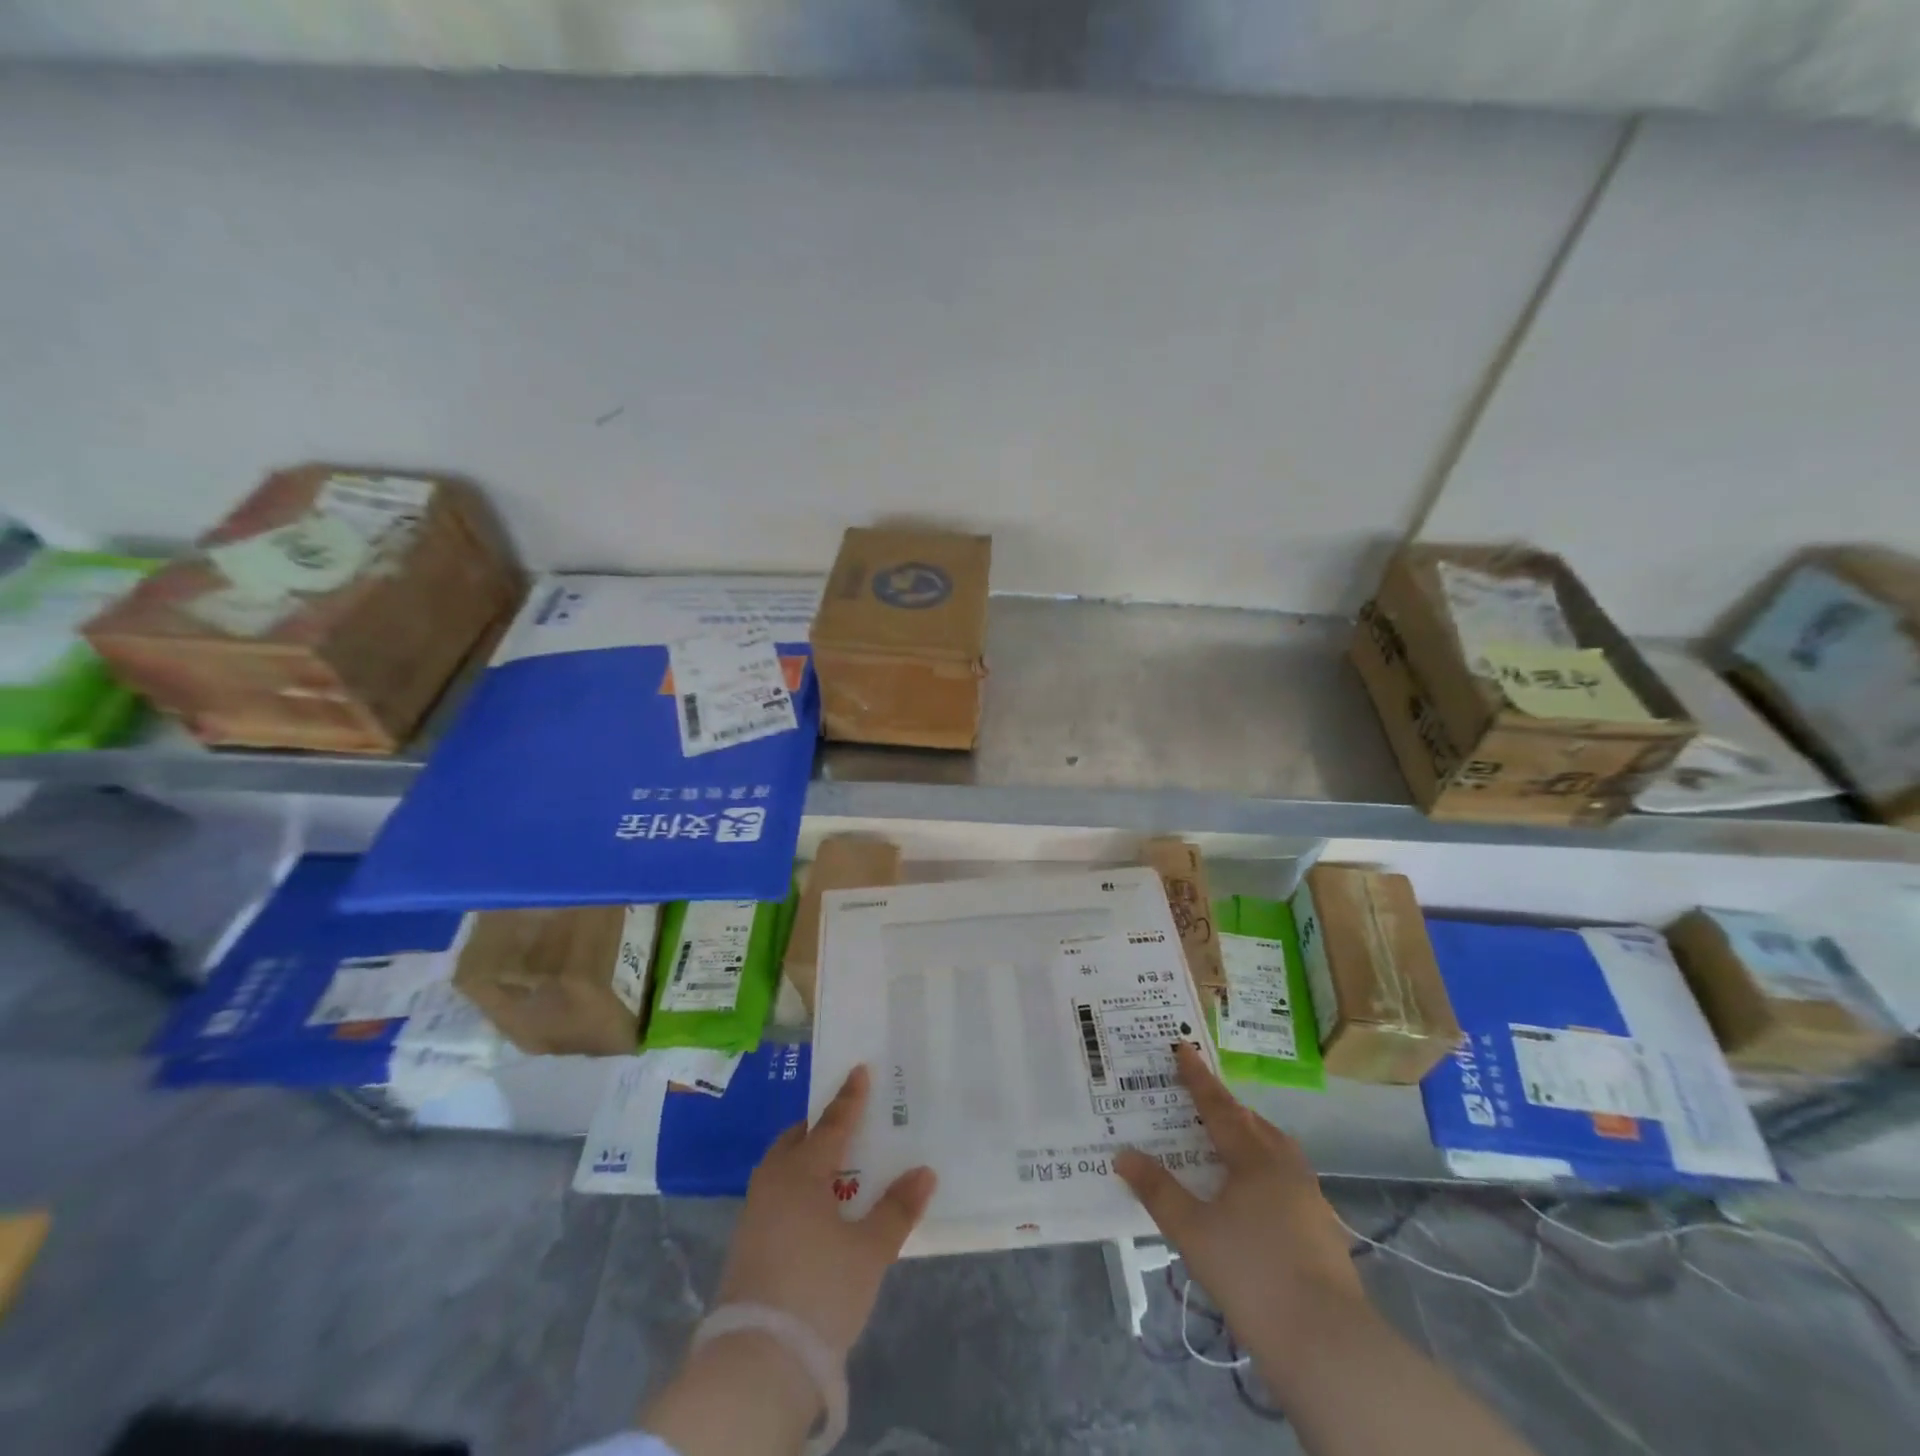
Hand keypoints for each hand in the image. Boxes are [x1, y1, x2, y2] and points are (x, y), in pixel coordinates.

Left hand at [718, 1064, 937, 1361]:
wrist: (756, 1362)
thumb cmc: (820, 1290)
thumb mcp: (869, 1251)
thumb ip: (897, 1209)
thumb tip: (924, 1172)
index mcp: (803, 1171)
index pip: (832, 1123)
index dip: (850, 1098)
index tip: (859, 1070)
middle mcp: (773, 1181)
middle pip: (797, 1140)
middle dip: (819, 1127)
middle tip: (845, 1122)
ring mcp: (754, 1213)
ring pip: (782, 1167)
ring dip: (805, 1158)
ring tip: (832, 1164)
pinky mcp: (745, 1244)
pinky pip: (775, 1194)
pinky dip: (796, 1186)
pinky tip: (813, 1207)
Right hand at [1114, 1043, 1362, 1347]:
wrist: (1327, 1344)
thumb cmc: (1252, 1275)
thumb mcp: (1193, 1232)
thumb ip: (1158, 1191)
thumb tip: (1123, 1155)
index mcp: (1254, 1157)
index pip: (1218, 1106)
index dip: (1197, 1077)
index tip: (1183, 1047)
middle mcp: (1285, 1167)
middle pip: (1253, 1123)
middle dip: (1226, 1107)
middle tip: (1200, 1099)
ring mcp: (1310, 1198)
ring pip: (1277, 1150)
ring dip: (1250, 1137)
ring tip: (1227, 1142)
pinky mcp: (1324, 1229)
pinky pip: (1288, 1178)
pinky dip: (1265, 1170)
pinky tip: (1254, 1195)